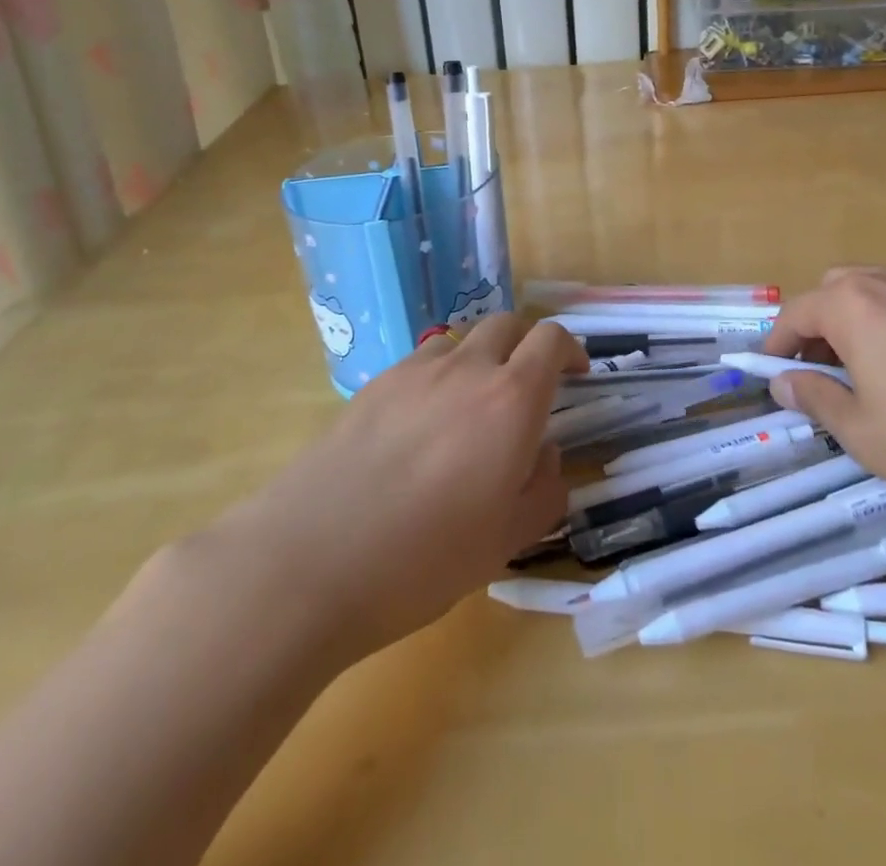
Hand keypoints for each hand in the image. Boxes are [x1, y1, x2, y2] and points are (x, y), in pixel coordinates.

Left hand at [204, 313, 583, 663]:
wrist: (308, 561)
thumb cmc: (423, 559)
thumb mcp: (506, 541)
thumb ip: (543, 490)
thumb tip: (545, 455)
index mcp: (511, 399)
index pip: (551, 339)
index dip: (571, 349)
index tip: (577, 374)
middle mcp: (467, 369)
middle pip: (508, 324)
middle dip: (527, 344)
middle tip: (529, 385)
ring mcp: (414, 372)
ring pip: (461, 340)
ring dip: (481, 357)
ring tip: (472, 406)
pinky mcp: (372, 386)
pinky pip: (421, 363)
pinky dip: (439, 377)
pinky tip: (422, 427)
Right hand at [761, 267, 885, 537]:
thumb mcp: (864, 433)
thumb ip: (815, 398)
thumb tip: (783, 383)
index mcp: (855, 305)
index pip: (798, 312)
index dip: (777, 343)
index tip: (772, 373)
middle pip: (836, 289)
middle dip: (818, 324)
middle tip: (823, 372)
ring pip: (879, 290)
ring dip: (859, 321)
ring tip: (871, 372)